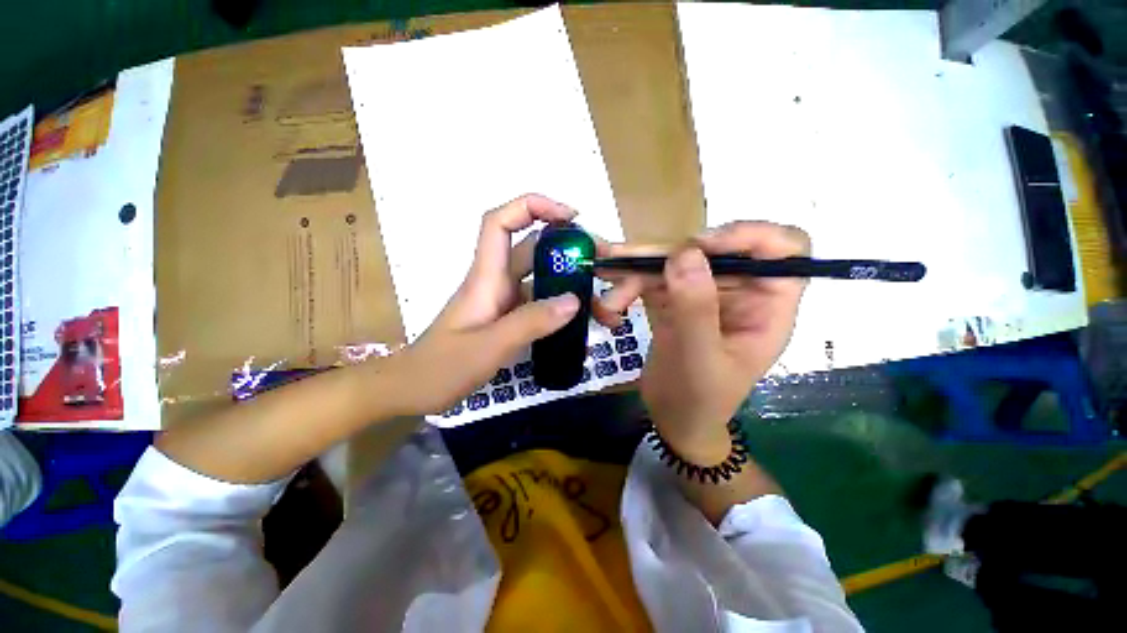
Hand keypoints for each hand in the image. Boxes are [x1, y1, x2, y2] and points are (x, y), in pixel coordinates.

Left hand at [387, 194, 636, 415]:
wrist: (414, 390)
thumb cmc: (441, 367)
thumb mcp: (488, 347)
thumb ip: (530, 323)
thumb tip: (574, 300)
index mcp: (486, 277)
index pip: (501, 222)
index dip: (533, 207)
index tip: (570, 216)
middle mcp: (497, 282)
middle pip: (532, 250)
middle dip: (567, 250)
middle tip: (601, 265)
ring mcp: (504, 302)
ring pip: (540, 279)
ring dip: (568, 283)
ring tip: (600, 301)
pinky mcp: (508, 319)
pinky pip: (539, 305)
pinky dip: (560, 309)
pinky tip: (579, 324)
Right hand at [619, 222, 810, 463]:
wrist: (674, 419)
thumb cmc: (699, 399)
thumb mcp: (699, 359)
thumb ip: (695, 309)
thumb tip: (685, 253)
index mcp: (766, 306)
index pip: (783, 249)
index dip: (749, 235)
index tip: (701, 246)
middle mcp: (739, 292)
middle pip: (710, 250)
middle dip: (663, 254)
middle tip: (623, 259)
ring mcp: (703, 293)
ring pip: (673, 262)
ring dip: (634, 269)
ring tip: (603, 275)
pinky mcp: (674, 299)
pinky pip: (651, 279)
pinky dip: (626, 284)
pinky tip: (607, 302)